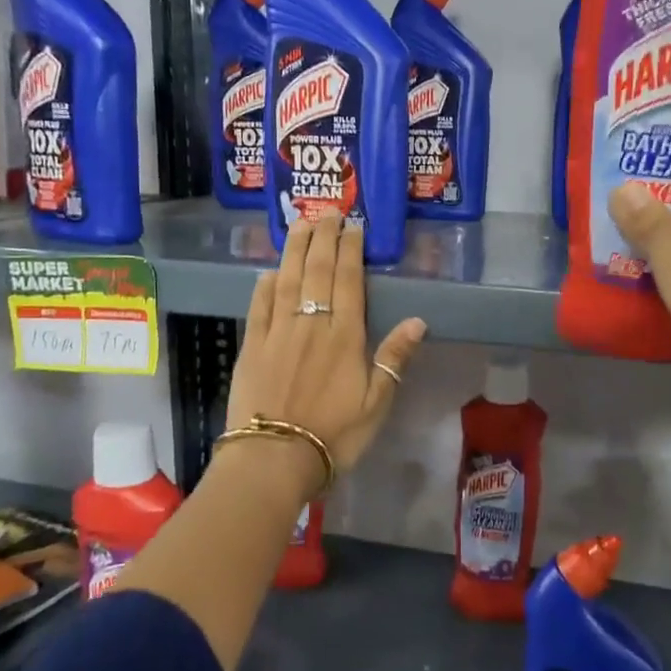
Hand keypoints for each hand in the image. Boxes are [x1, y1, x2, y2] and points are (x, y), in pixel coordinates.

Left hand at [226, 217, 427, 476]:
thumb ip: (394, 358)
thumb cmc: (334, 435)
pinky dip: (265, 285)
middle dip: (324, 238)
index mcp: (344, 336)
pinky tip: (270, 270)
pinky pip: (258, 306)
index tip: (354, 225)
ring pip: (287, 280)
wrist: (273, 459)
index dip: (351, 250)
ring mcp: (277, 333)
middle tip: (327, 211)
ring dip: (295, 250)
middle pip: (317, 272)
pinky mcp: (251, 347)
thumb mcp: (377, 403)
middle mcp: (310, 324)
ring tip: (301, 224)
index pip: (348, 281)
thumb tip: (418, 320)